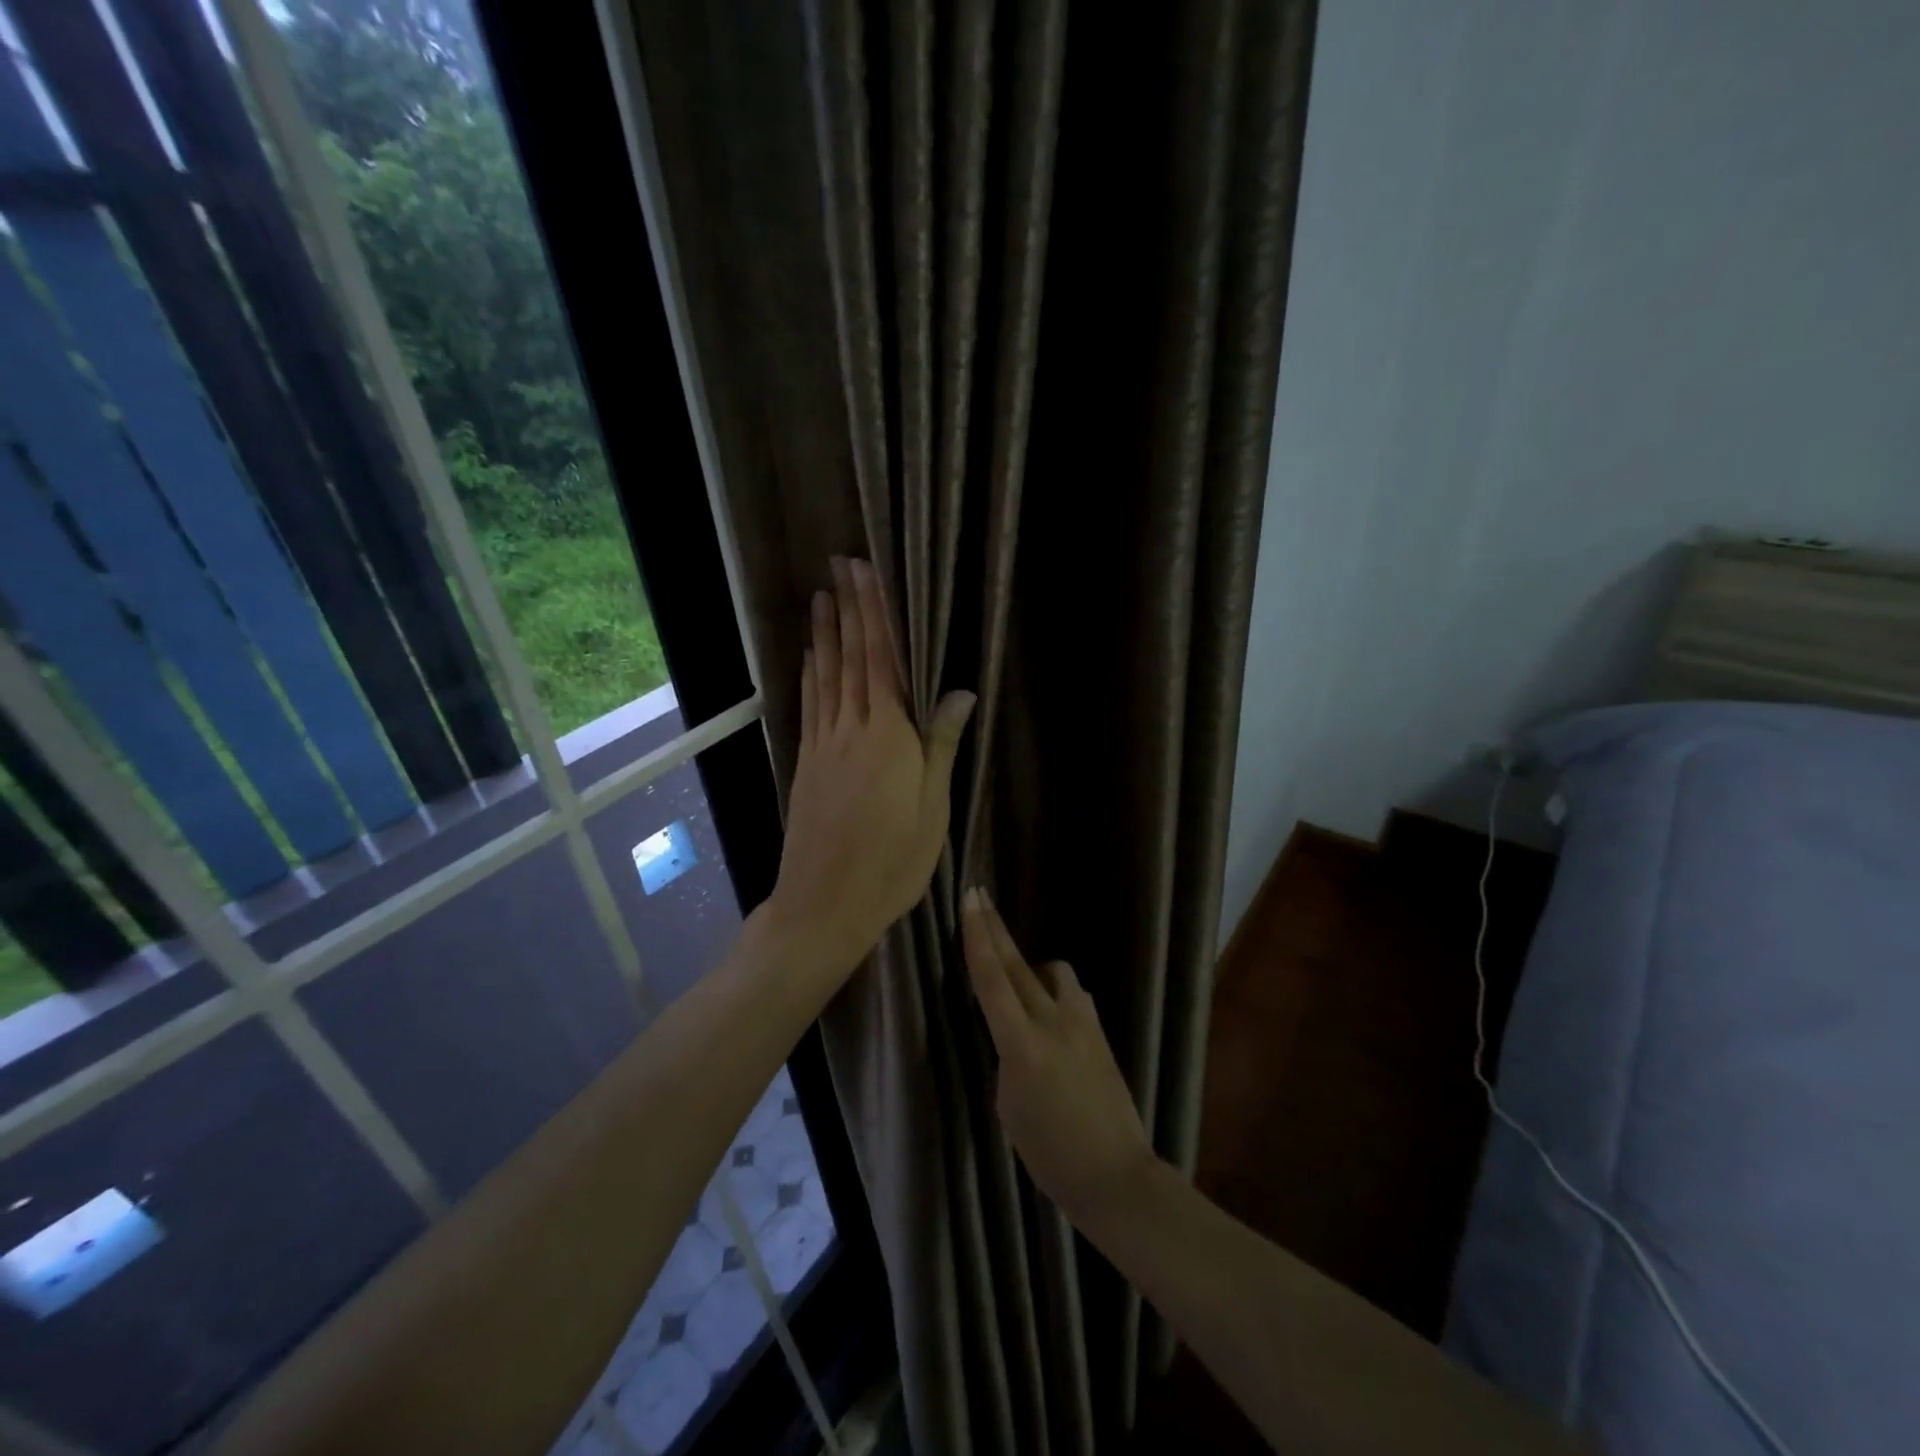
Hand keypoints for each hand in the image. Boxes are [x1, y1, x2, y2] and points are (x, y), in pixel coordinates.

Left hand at [767, 557, 974, 979]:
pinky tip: (809, 658)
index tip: (864, 573)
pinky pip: (810, 706)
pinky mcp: (807, 764)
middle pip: (849, 659)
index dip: (873, 614)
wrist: (825, 903)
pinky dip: (810, 675)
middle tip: (838, 567)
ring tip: (821, 598)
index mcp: (888, 736)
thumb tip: (961, 690)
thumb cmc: (892, 861)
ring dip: (825, 634)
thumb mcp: (932, 808)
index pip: (881, 660)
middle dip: (847, 609)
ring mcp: (823, 746)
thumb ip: (941, 744)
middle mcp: (851, 730)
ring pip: (825, 677)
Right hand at [961, 889, 1157, 1224]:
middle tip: (980, 895)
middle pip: (1017, 964)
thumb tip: (1016, 1035)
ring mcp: (1082, 1023)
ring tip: (1022, 985)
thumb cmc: (1050, 1153)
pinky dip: (1056, 993)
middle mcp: (1052, 1022)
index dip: (978, 937)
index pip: (992, 980)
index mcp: (1022, 1045)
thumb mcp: (1009, 1107)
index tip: (971, 901)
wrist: (1114, 1174)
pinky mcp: (1100, 1032)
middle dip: (996, 928)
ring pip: (1053, 972)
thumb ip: (1009, 1058)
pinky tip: (1053, 1015)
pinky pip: (1073, 995)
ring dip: (1032, 968)